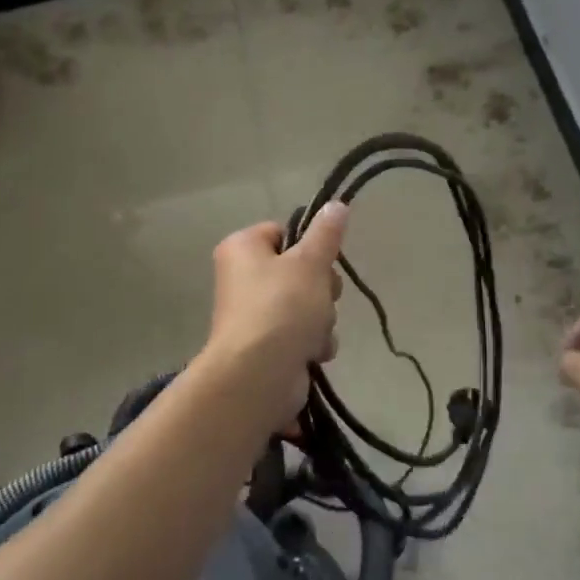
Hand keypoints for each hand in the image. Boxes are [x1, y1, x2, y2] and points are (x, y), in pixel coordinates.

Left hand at [203, 204, 348, 432]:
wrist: (258, 375)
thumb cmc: (282, 307)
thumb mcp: (310, 262)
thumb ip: (326, 233)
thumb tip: (337, 203)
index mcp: (242, 248)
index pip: (283, 232)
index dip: (308, 246)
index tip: (322, 259)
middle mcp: (242, 278)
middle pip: (299, 270)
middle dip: (321, 288)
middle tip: (322, 297)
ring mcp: (254, 315)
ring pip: (306, 304)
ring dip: (321, 319)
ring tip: (315, 331)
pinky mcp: (266, 347)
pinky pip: (301, 333)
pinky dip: (312, 342)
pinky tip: (313, 352)